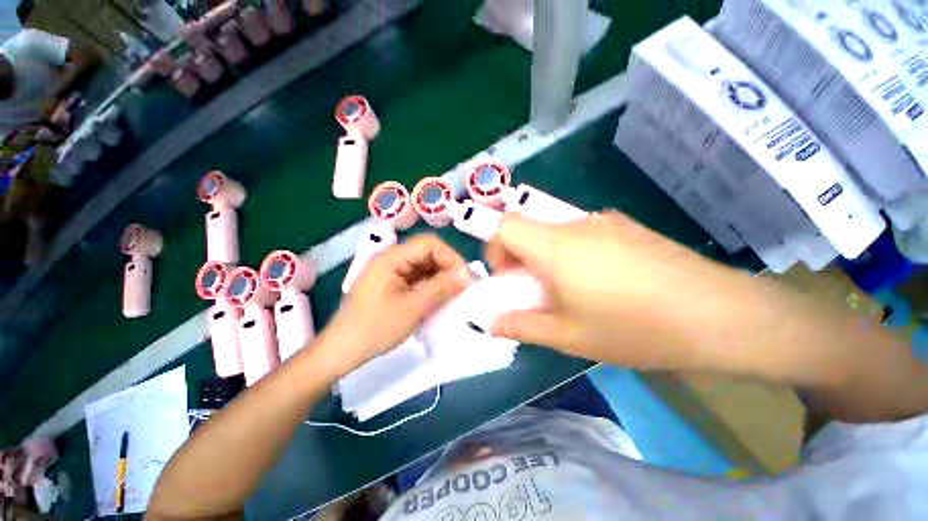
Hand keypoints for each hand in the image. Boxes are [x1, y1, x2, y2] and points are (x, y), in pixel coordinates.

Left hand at [327, 234, 470, 374]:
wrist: (344, 348)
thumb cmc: (376, 327)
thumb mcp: (413, 308)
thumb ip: (441, 288)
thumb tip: (467, 275)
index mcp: (391, 258)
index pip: (429, 244)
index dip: (451, 258)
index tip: (466, 280)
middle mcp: (389, 260)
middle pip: (426, 254)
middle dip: (447, 270)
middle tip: (463, 292)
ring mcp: (387, 275)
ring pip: (421, 269)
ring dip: (439, 281)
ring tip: (453, 300)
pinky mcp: (387, 289)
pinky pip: (413, 282)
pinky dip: (427, 290)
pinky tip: (437, 305)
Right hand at [486, 211, 739, 368]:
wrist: (705, 311)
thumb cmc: (632, 329)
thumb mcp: (572, 337)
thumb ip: (526, 326)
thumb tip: (493, 320)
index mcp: (558, 246)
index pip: (506, 225)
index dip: (496, 251)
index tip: (510, 284)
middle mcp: (582, 224)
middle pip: (538, 230)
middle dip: (529, 263)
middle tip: (548, 303)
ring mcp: (614, 223)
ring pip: (569, 235)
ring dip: (561, 263)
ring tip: (586, 302)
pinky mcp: (637, 230)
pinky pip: (598, 238)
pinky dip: (589, 259)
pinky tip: (618, 291)